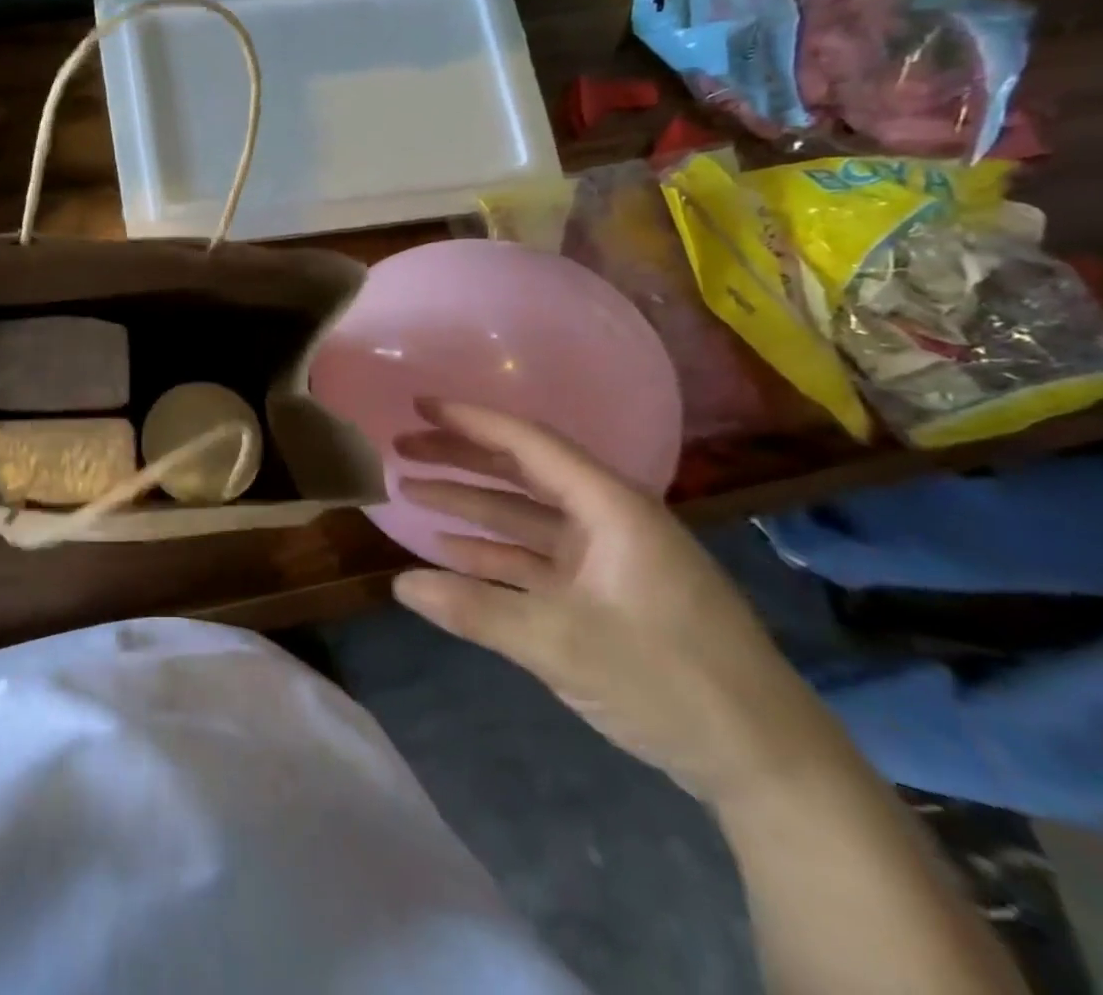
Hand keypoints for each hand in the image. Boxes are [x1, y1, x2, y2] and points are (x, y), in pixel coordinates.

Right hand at [390, 399, 847, 808]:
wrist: (769, 765)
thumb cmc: (671, 680)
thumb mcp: (563, 643)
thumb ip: (476, 609)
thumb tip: (400, 584)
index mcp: (611, 508)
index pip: (529, 444)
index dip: (470, 422)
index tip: (419, 406)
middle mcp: (607, 521)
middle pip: (520, 474)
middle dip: (459, 459)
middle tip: (401, 448)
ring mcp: (606, 560)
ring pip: (523, 517)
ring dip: (469, 505)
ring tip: (410, 492)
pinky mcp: (604, 596)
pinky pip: (535, 559)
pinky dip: (492, 553)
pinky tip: (449, 552)